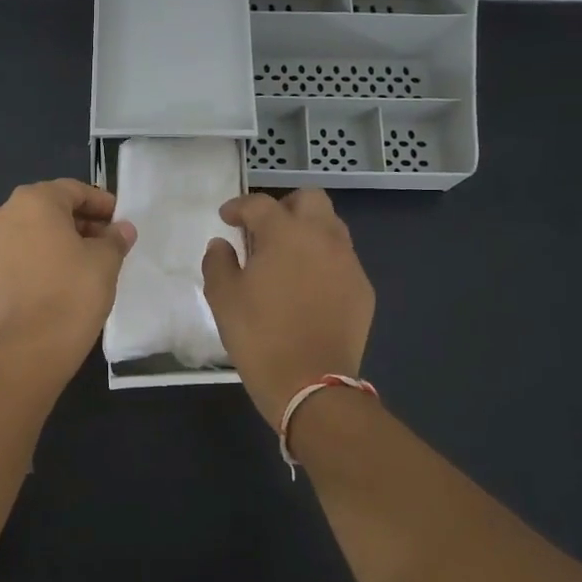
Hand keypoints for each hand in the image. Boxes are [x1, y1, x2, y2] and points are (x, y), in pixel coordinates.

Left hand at [0, 179, 136, 361]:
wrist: (33, 345)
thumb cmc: (73, 291)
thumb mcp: (105, 260)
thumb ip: (115, 238)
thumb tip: (121, 230)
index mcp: (33, 201)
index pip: (74, 190)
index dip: (101, 203)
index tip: (120, 220)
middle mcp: (6, 214)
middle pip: (51, 207)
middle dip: (82, 220)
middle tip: (109, 240)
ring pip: (36, 230)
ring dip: (63, 238)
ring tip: (91, 259)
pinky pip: (24, 251)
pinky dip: (45, 254)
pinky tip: (67, 274)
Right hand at [201, 189, 374, 428]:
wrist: (310, 382)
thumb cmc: (259, 336)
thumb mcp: (223, 298)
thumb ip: (218, 262)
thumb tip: (222, 245)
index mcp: (285, 234)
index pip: (260, 204)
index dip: (239, 206)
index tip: (226, 218)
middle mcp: (322, 238)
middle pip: (309, 199)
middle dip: (284, 205)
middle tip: (264, 228)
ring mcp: (348, 263)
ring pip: (331, 226)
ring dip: (307, 230)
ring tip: (287, 256)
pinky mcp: (362, 289)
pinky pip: (342, 259)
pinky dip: (323, 260)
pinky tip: (307, 286)